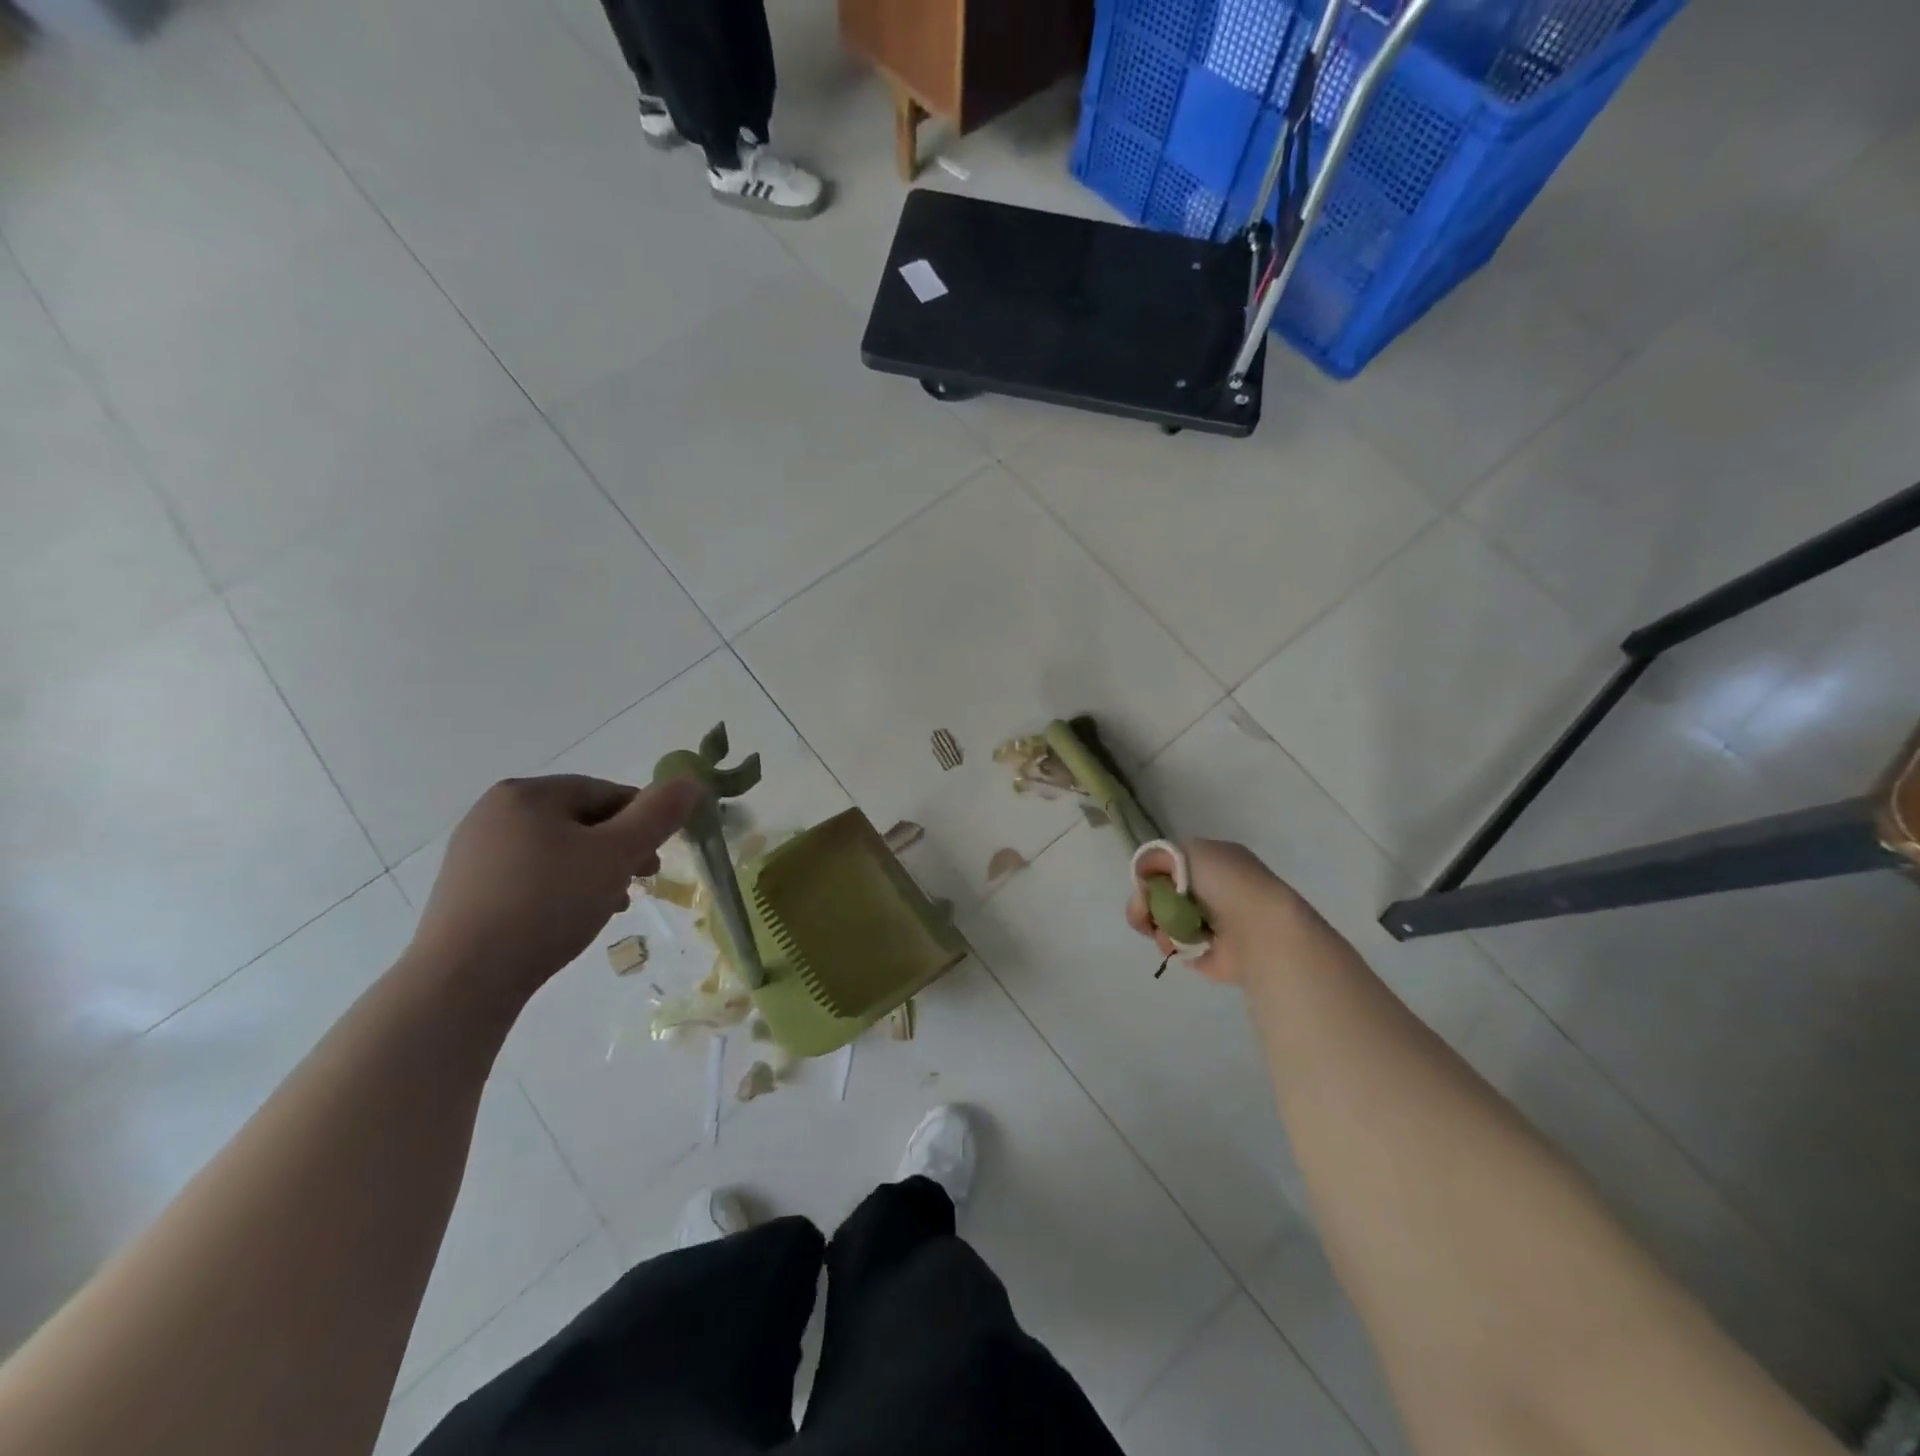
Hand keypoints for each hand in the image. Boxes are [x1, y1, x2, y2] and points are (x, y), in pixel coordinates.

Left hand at [409, 774, 701, 997]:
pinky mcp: (466, 890)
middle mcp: (494, 813)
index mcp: (527, 793)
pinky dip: (561, 889)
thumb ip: (658, 814)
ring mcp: (474, 852)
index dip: (642, 821)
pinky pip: (530, 876)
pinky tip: (573, 919)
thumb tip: (690, 781)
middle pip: (580, 820)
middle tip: (641, 882)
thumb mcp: (617, 854)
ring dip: (594, 872)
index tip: (658, 857)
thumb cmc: (548, 903)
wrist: (463, 980)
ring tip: (612, 906)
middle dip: (619, 850)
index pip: (605, 792)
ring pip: (558, 851)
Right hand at [1126, 838, 1311, 985]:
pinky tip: (1181, 944)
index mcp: (1213, 864)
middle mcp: (1211, 892)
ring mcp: (1209, 925)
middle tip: (1145, 911)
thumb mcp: (1189, 851)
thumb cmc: (1226, 883)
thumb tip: (1143, 872)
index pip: (1170, 867)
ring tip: (1169, 929)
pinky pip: (1174, 947)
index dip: (1152, 874)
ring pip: (1163, 921)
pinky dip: (1171, 945)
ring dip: (1158, 924)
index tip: (1144, 883)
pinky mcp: (1206, 954)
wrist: (1258, 928)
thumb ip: (1159, 856)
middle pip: (1161, 895)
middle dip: (1146, 902)